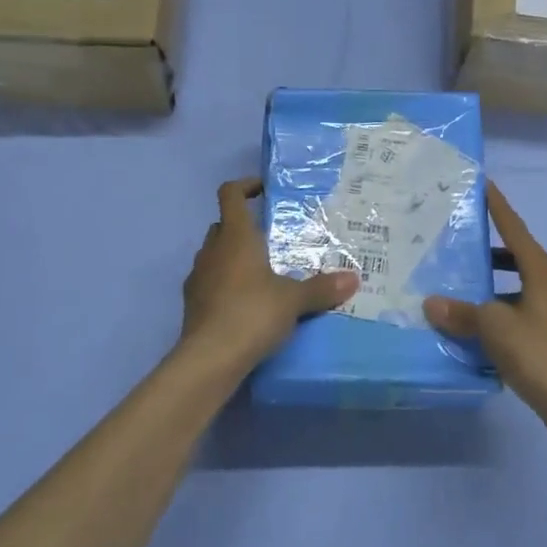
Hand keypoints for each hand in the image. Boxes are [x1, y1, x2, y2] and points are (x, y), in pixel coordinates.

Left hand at [180, 178, 359, 376]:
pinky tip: (246, 305)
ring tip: (263, 275)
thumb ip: (322, 288)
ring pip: (215, 255)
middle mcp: (212, 250)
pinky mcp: (192, 304)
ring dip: (234, 258)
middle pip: (223, 225)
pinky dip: (225, 285)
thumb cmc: (252, 313)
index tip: (264, 190)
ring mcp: (197, 277)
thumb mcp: (294, 300)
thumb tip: (354, 279)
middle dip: (244, 228)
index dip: (245, 186)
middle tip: (272, 241)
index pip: (230, 194)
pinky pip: (210, 282)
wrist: (209, 360)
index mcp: (235, 237)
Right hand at [425, 182, 546, 413]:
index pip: (514, 228)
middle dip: (490, 247)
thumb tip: (431, 303)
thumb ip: (462, 313)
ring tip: (462, 285)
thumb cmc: (540, 354)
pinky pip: (523, 309)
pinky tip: (481, 326)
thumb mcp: (494, 329)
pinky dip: (502, 309)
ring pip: (519, 285)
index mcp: (542, 270)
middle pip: (517, 255)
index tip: (483, 183)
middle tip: (459, 240)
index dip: (497, 206)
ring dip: (494, 283)